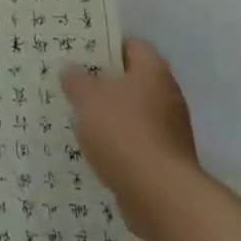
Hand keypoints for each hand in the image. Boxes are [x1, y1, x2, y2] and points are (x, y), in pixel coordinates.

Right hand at [61, 38, 199, 238]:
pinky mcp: (165, 158)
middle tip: (71, 83)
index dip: (105, 45)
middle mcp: (167, 95)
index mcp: (153, 71)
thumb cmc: (124, 133)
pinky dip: (116, 140)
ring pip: (131, 111)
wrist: (161, 195)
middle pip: (131, 79)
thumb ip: (77, 80)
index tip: (79, 52)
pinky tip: (93, 147)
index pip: (131, 44)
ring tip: (76, 115)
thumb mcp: (89, 99)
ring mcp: (169, 129)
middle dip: (102, 82)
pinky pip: (135, 139)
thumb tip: (71, 70)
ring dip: (108, 113)